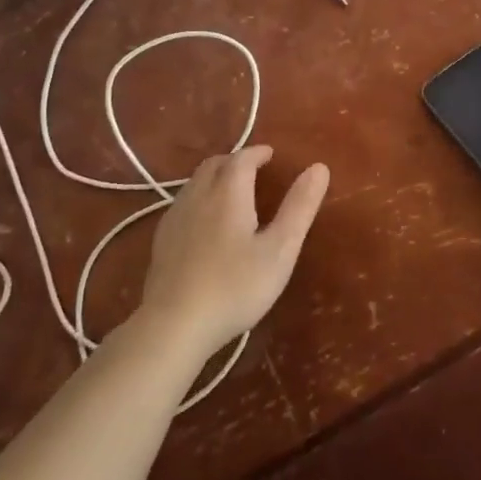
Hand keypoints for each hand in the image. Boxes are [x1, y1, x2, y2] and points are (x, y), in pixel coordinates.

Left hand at [139, 146, 328, 356]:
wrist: (174, 326)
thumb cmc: (235, 287)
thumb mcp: (280, 249)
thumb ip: (299, 207)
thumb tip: (319, 167)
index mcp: (228, 194)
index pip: (241, 159)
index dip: (257, 153)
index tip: (271, 155)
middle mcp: (197, 197)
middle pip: (213, 165)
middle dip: (234, 161)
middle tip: (253, 169)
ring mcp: (174, 219)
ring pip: (194, 183)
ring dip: (215, 177)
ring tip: (232, 191)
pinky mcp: (161, 242)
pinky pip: (182, 204)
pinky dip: (199, 198)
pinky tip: (205, 222)